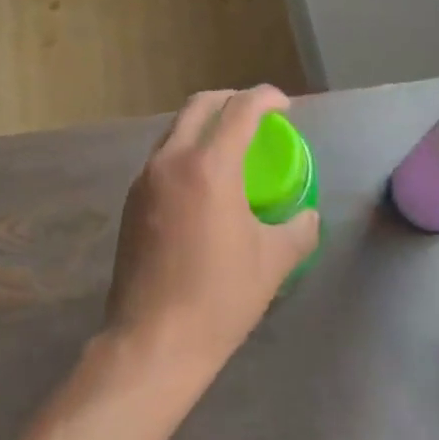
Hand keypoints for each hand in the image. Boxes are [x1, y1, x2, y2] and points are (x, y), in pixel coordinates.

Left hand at [104, 86, 319, 384]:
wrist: (153, 341)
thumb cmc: (220, 298)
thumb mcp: (273, 262)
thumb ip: (298, 230)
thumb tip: (307, 216)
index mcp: (209, 167)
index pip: (240, 110)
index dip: (266, 99)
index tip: (284, 106)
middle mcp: (170, 162)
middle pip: (199, 107)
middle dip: (231, 100)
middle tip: (256, 114)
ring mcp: (144, 181)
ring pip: (175, 131)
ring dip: (204, 125)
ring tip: (230, 145)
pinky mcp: (131, 203)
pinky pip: (162, 159)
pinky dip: (186, 152)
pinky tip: (203, 182)